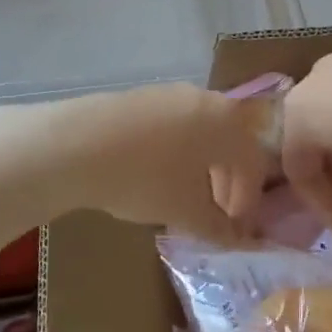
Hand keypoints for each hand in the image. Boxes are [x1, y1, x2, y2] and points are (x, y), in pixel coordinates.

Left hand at [33, 83, 270, 242]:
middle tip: (215, 214)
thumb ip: (218, 227)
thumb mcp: (186, 211)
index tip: (236, 230)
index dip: (249, 201)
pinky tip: (155, 175)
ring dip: (202, 167)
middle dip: (227, 182)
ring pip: (202, 133)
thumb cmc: (145, 178)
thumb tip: (237, 239)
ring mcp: (171, 93)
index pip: (253, 163)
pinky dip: (177, 152)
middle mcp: (206, 99)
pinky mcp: (142, 96)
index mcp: (228, 123)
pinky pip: (174, 126)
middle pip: (230, 143)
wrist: (77, 144)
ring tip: (184, 197)